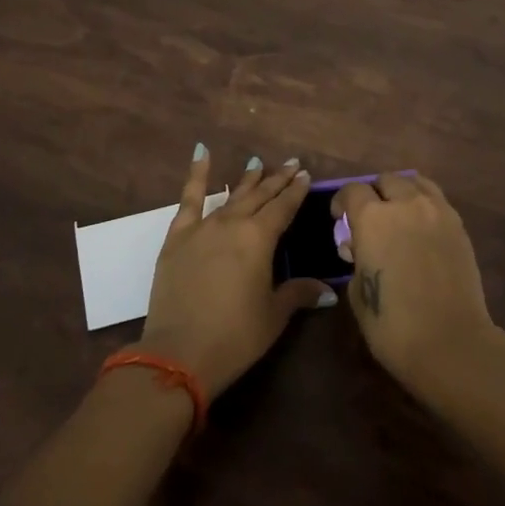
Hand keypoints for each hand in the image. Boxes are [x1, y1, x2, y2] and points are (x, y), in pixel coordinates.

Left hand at [140, 146, 335, 397]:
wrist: (179, 353)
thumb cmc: (235, 336)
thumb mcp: (273, 315)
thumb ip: (298, 294)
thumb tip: (327, 291)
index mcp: (260, 239)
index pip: (283, 208)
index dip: (296, 191)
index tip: (305, 175)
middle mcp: (233, 224)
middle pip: (259, 196)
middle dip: (277, 180)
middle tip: (291, 164)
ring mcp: (202, 228)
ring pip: (230, 196)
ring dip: (246, 180)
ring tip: (257, 163)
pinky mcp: (177, 238)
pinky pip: (189, 200)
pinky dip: (196, 176)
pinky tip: (201, 153)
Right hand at [331, 173, 497, 392]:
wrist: (451, 343)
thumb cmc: (394, 325)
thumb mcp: (357, 293)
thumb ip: (356, 261)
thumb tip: (360, 250)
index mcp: (372, 218)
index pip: (353, 191)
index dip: (342, 203)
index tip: (340, 219)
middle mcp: (405, 204)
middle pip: (385, 180)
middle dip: (374, 194)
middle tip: (371, 219)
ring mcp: (437, 211)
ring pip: (415, 182)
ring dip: (401, 193)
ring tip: (399, 216)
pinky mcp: (459, 225)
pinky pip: (436, 200)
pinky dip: (424, 204)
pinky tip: (421, 228)